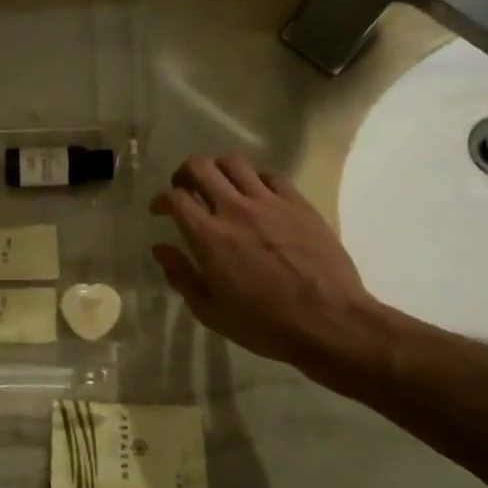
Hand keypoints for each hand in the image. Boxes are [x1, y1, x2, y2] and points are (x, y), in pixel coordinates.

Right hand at [150, 154, 391, 385]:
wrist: (328, 321)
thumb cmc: (264, 324)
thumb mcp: (210, 311)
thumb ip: (181, 275)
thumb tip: (160, 249)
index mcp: (209, 237)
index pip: (176, 198)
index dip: (161, 199)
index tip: (159, 211)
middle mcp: (236, 210)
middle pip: (201, 167)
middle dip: (184, 174)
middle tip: (184, 190)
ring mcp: (270, 203)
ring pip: (235, 163)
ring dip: (218, 170)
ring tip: (218, 186)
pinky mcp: (299, 204)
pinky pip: (271, 176)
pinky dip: (254, 179)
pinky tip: (255, 195)